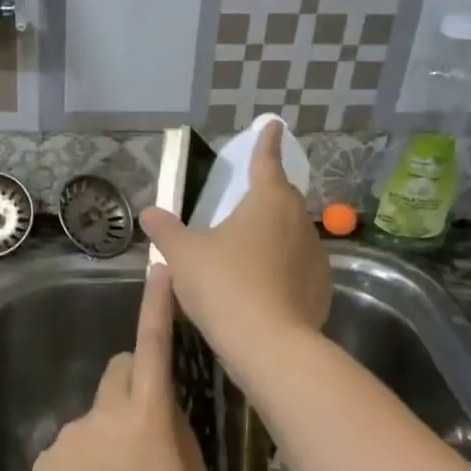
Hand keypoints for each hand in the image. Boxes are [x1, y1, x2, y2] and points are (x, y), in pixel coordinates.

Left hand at [30, 263, 207, 470]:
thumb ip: (179, 437)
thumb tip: (166, 411)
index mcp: (146, 418)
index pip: (154, 347)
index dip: (157, 307)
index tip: (160, 271)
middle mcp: (102, 414)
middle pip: (119, 370)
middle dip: (136, 380)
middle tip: (149, 423)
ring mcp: (68, 435)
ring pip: (97, 412)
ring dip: (110, 430)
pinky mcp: (45, 459)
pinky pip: (72, 443)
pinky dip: (85, 458)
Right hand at [139, 120, 331, 368]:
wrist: (268, 344)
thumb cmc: (223, 284)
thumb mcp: (182, 255)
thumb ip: (166, 230)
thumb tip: (149, 212)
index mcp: (268, 200)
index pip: (267, 161)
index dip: (266, 142)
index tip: (274, 126)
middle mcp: (298, 221)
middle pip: (282, 198)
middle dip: (267, 195)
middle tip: (246, 201)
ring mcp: (315, 255)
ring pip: (292, 235)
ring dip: (273, 236)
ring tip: (248, 252)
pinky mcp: (321, 288)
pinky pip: (298, 268)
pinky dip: (282, 269)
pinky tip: (263, 287)